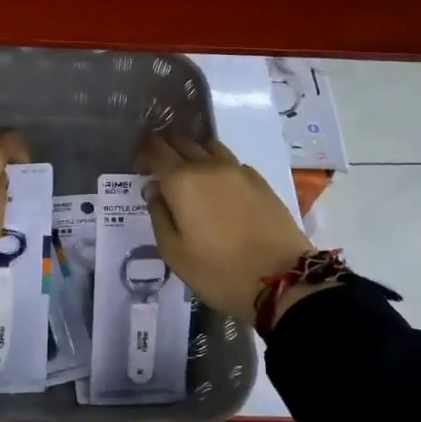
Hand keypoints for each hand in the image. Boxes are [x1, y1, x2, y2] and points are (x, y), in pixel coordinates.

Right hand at [139, 132, 312, 322]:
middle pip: (181, 141)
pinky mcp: (259, 181)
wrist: (282, 280)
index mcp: (181, 181)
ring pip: (207, 145)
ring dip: (192, 151)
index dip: (143, 153)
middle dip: (165, 147)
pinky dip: (216, 163)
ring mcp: (237, 170)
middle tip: (157, 165)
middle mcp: (208, 166)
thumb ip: (158, 215)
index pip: (155, 150)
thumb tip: (154, 190)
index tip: (137, 166)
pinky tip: (216, 183)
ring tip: (187, 171)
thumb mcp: (174, 252)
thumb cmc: (218, 271)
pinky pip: (230, 161)